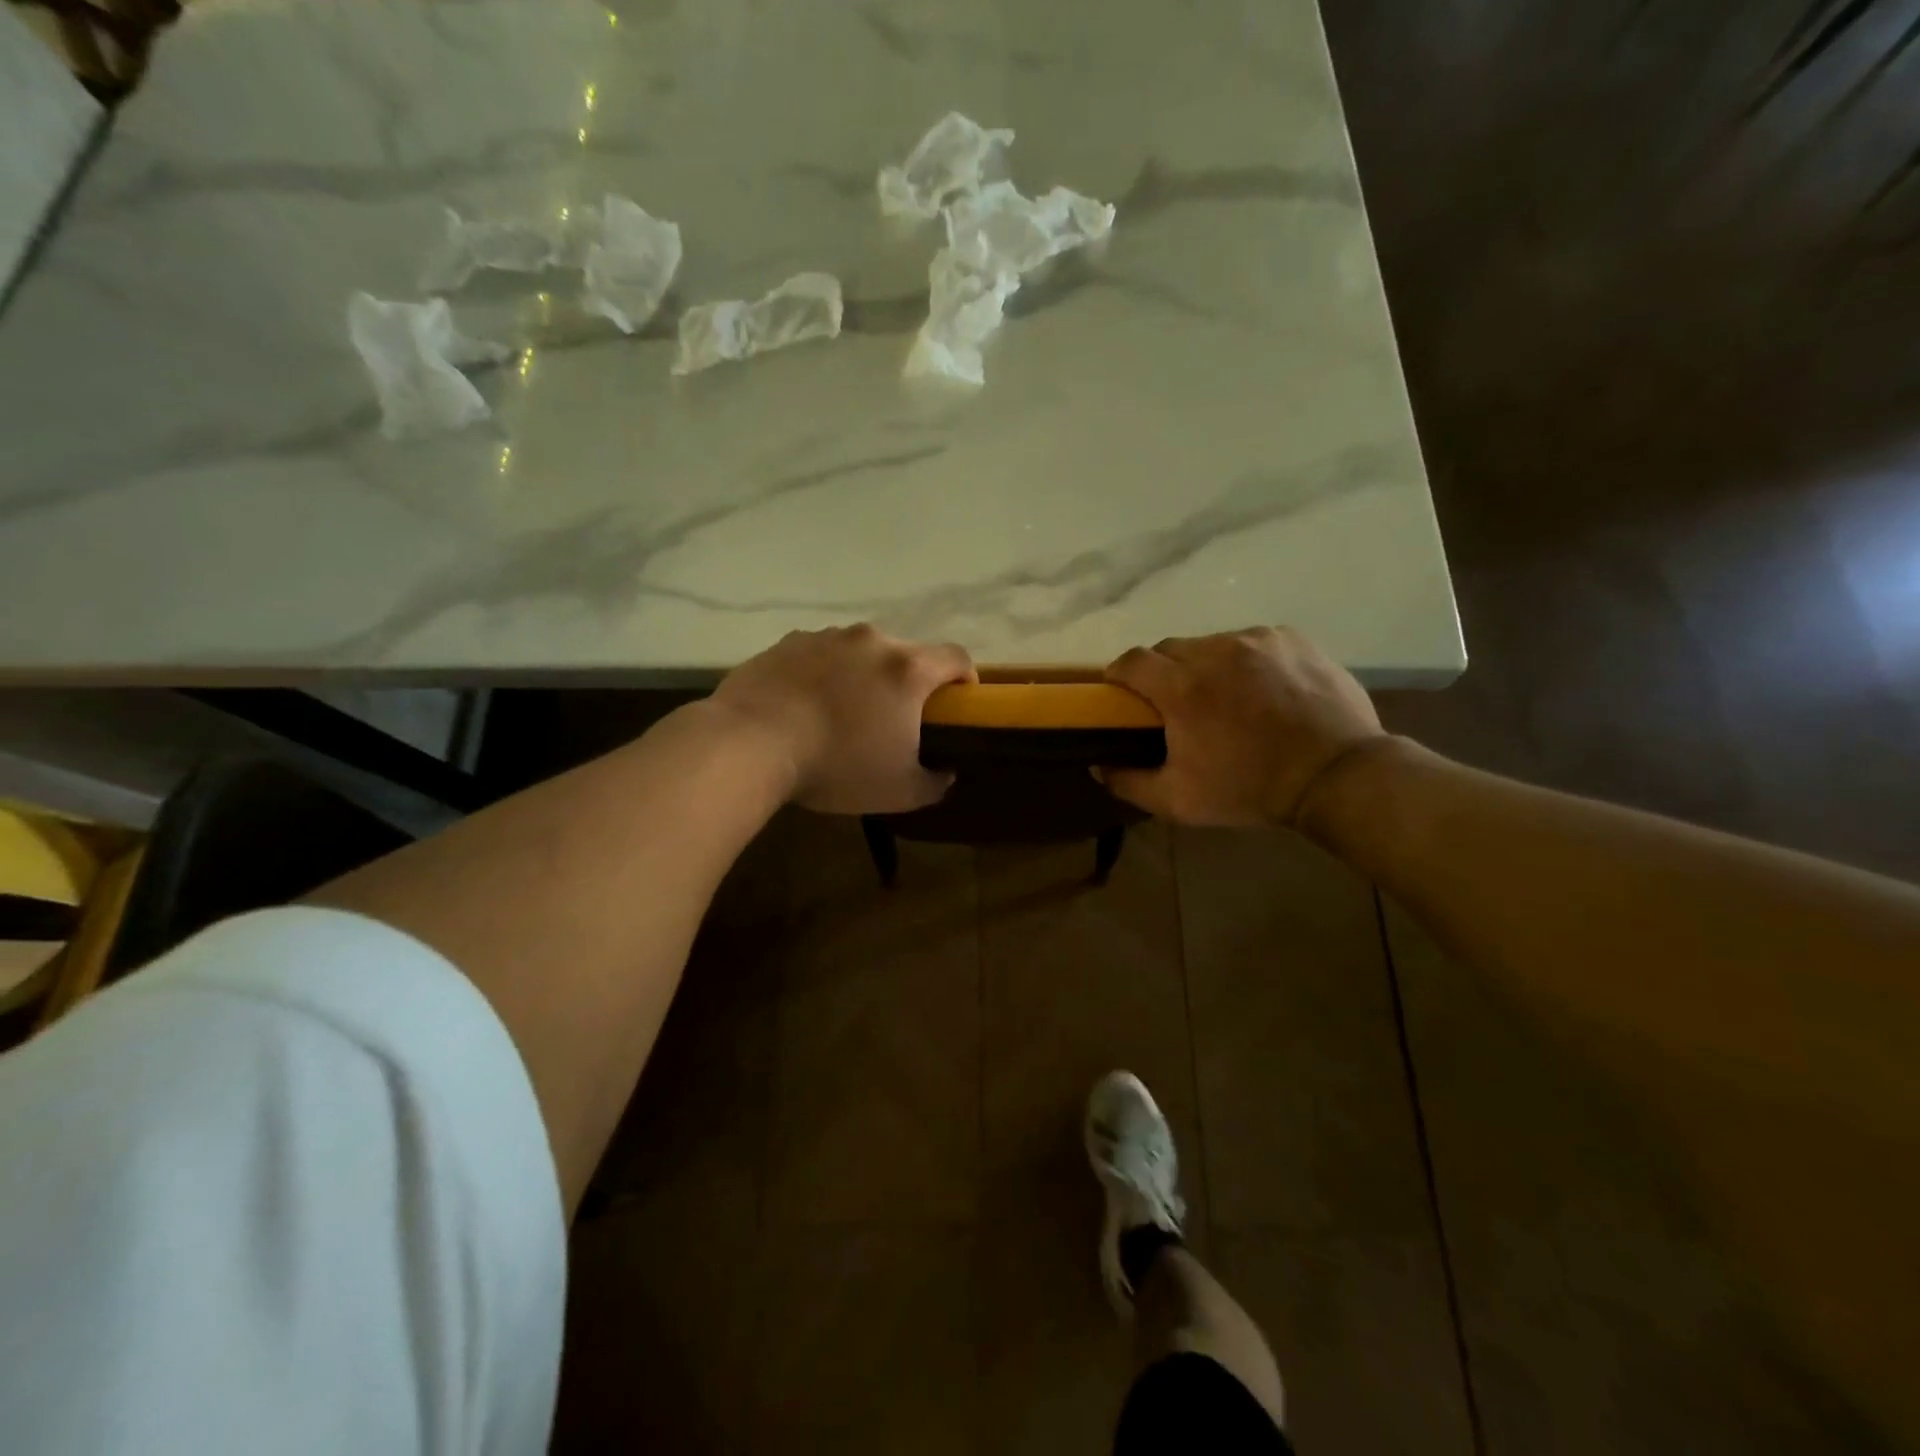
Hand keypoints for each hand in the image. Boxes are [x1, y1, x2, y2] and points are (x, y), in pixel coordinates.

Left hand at [711, 624, 975, 813]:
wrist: (751, 743)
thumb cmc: (837, 765)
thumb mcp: (899, 791)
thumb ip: (934, 783)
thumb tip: (945, 774)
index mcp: (908, 669)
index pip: (957, 657)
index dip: (966, 678)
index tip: (958, 703)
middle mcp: (872, 640)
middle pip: (907, 653)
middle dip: (910, 681)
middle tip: (896, 717)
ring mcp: (827, 637)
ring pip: (861, 651)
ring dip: (864, 674)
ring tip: (845, 710)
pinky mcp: (788, 642)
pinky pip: (821, 654)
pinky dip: (825, 673)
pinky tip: (807, 704)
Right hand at [1099, 627, 1386, 827]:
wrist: (1336, 774)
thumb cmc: (1249, 789)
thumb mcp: (1179, 801)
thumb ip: (1128, 783)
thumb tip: (1097, 765)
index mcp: (1181, 687)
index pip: (1131, 660)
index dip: (1120, 674)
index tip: (1122, 692)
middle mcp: (1214, 651)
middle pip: (1169, 648)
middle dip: (1162, 671)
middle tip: (1175, 702)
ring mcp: (1255, 640)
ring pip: (1211, 643)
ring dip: (1205, 665)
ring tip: (1224, 696)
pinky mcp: (1289, 638)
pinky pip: (1251, 641)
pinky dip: (1245, 660)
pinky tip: (1260, 688)